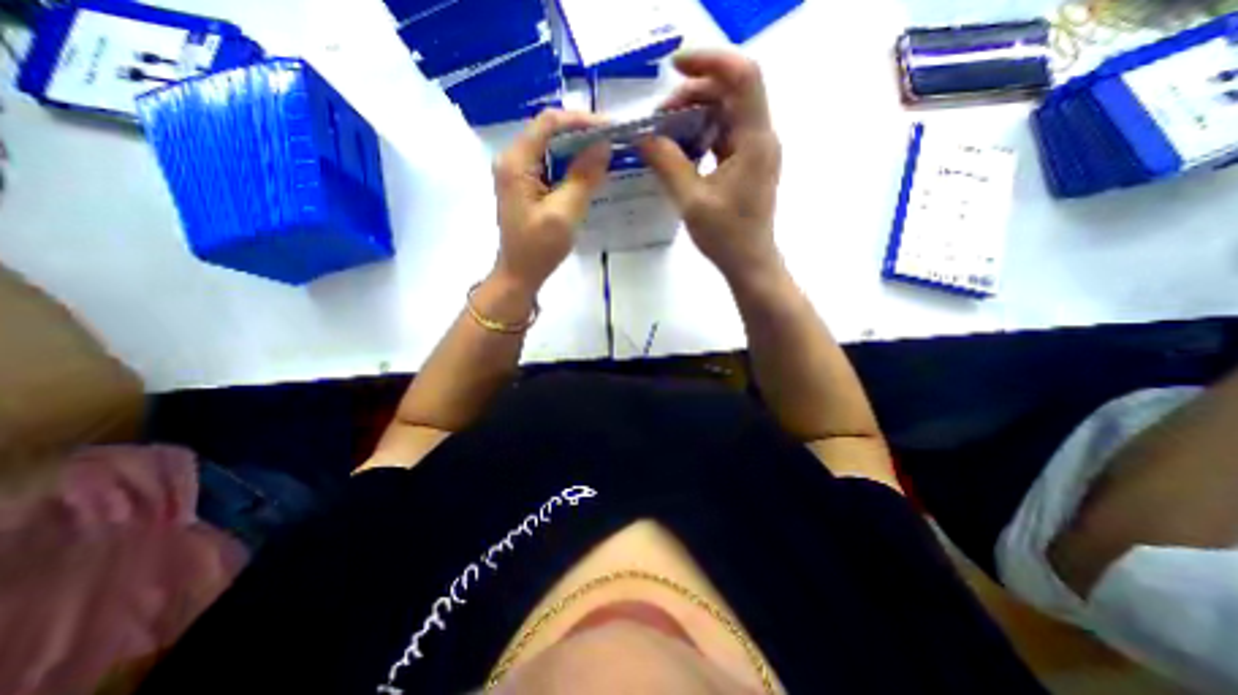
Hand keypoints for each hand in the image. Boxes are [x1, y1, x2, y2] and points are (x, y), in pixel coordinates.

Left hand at [490, 108, 609, 292]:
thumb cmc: (539, 248)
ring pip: (550, 148)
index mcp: (516, 162)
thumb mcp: (564, 213)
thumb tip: (603, 145)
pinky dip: (569, 165)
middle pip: (548, 132)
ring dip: (577, 149)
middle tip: (612, 141)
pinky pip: (549, 165)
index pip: (549, 123)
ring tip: (605, 154)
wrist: (519, 274)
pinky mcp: (524, 186)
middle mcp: (512, 160)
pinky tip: (587, 172)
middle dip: (581, 133)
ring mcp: (517, 173)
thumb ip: (583, 177)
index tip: (610, 128)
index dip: (581, 120)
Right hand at [638, 49, 781, 284]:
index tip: (674, 67)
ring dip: (696, 113)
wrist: (749, 262)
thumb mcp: (691, 201)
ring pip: (727, 112)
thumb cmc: (726, 236)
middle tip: (661, 114)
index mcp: (754, 141)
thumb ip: (667, 164)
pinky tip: (681, 146)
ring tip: (666, 129)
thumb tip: (644, 137)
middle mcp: (760, 137)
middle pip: (732, 92)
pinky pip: (725, 134)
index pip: (742, 78)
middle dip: (694, 92)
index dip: (710, 61)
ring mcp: (754, 150)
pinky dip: (702, 132)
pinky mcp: (746, 163)